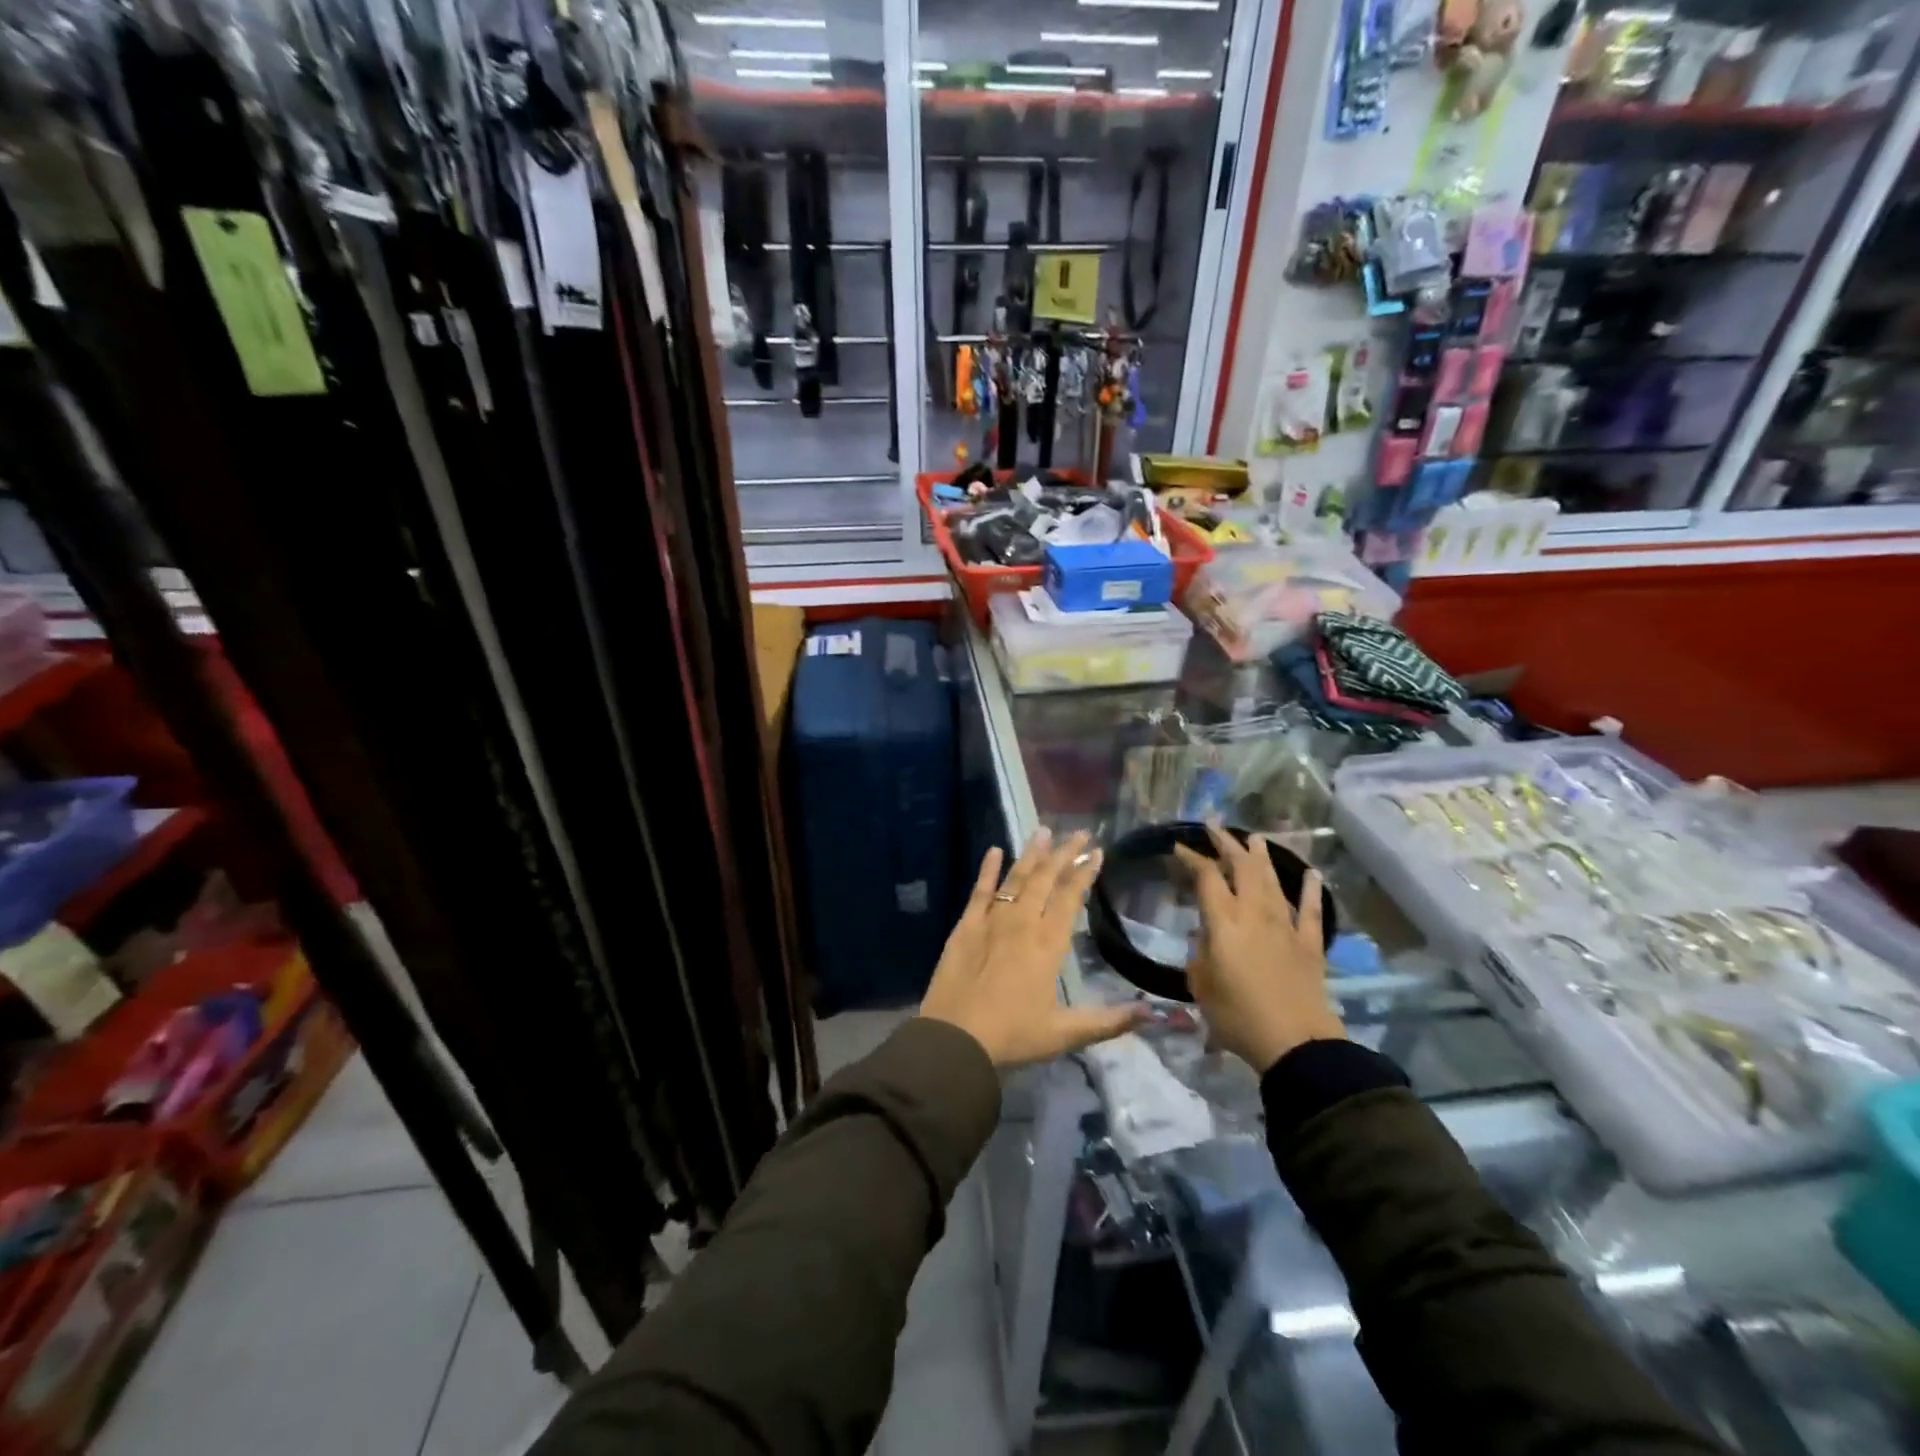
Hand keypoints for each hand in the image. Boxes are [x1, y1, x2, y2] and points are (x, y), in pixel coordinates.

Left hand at [921, 829, 1144, 1066]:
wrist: (955, 1039)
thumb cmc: (1012, 1035)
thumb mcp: (1065, 1033)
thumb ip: (1109, 1021)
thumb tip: (1152, 1013)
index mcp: (1048, 944)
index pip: (1070, 898)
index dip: (1085, 873)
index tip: (1097, 852)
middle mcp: (1023, 923)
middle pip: (1045, 879)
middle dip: (1064, 853)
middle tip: (1079, 832)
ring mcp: (991, 921)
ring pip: (1016, 879)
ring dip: (1031, 854)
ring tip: (1044, 830)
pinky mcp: (965, 925)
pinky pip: (980, 891)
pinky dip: (988, 869)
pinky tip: (995, 850)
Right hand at [1174, 827, 1343, 1074]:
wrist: (1295, 1043)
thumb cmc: (1238, 1016)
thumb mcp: (1201, 985)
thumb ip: (1200, 954)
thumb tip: (1207, 939)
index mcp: (1224, 921)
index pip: (1206, 877)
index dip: (1192, 858)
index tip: (1180, 846)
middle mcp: (1254, 913)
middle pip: (1242, 867)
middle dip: (1227, 844)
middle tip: (1214, 826)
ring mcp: (1286, 926)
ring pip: (1273, 881)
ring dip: (1262, 857)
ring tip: (1255, 838)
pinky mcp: (1310, 944)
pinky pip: (1311, 910)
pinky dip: (1311, 890)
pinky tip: (1311, 874)